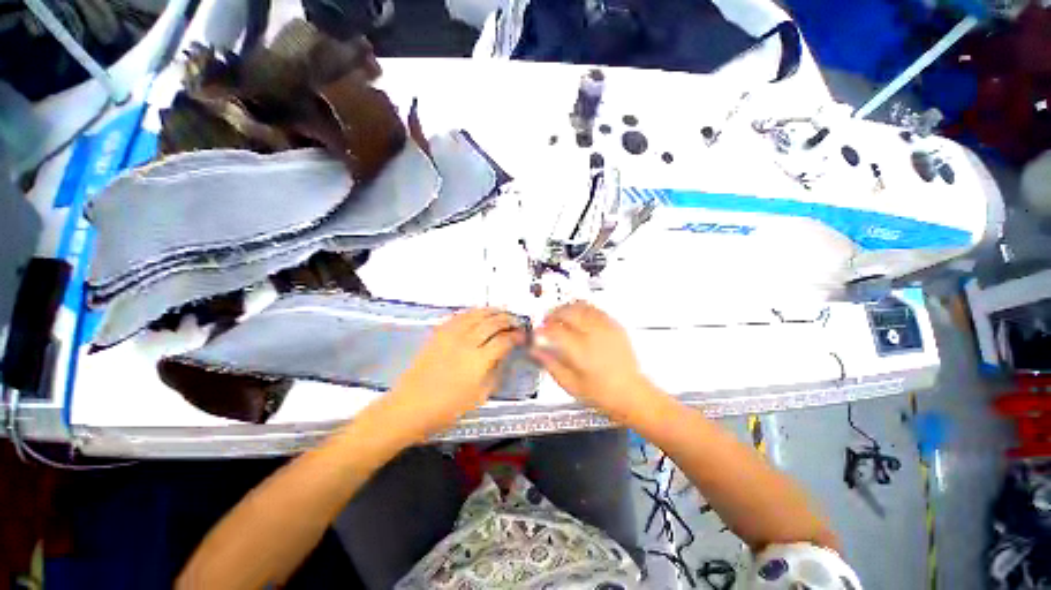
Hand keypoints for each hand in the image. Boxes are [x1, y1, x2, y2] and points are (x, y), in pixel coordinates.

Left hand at [384, 308, 524, 438]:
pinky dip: (472, 312)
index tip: (523, 336)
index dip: (516, 336)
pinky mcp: (438, 334)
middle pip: (492, 323)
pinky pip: (458, 316)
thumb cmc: (447, 408)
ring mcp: (450, 336)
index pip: (504, 340)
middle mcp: (466, 343)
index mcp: (479, 361)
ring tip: (502, 311)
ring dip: (491, 311)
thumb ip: (494, 373)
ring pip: (476, 315)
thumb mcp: (479, 397)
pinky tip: (478, 313)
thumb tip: (503, 357)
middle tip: (516, 321)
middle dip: (507, 319)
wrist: (410, 407)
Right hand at [531, 301, 659, 424]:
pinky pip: (595, 309)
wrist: (632, 394)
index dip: (541, 330)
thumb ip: (550, 364)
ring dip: (567, 309)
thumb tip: (535, 350)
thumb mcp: (570, 384)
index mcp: (581, 351)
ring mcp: (606, 328)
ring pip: (581, 306)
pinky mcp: (615, 326)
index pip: (555, 330)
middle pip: (568, 312)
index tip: (537, 334)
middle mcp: (594, 335)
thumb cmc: (603, 394)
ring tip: (560, 317)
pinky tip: (578, 317)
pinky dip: (582, 309)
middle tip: (547, 322)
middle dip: (553, 314)